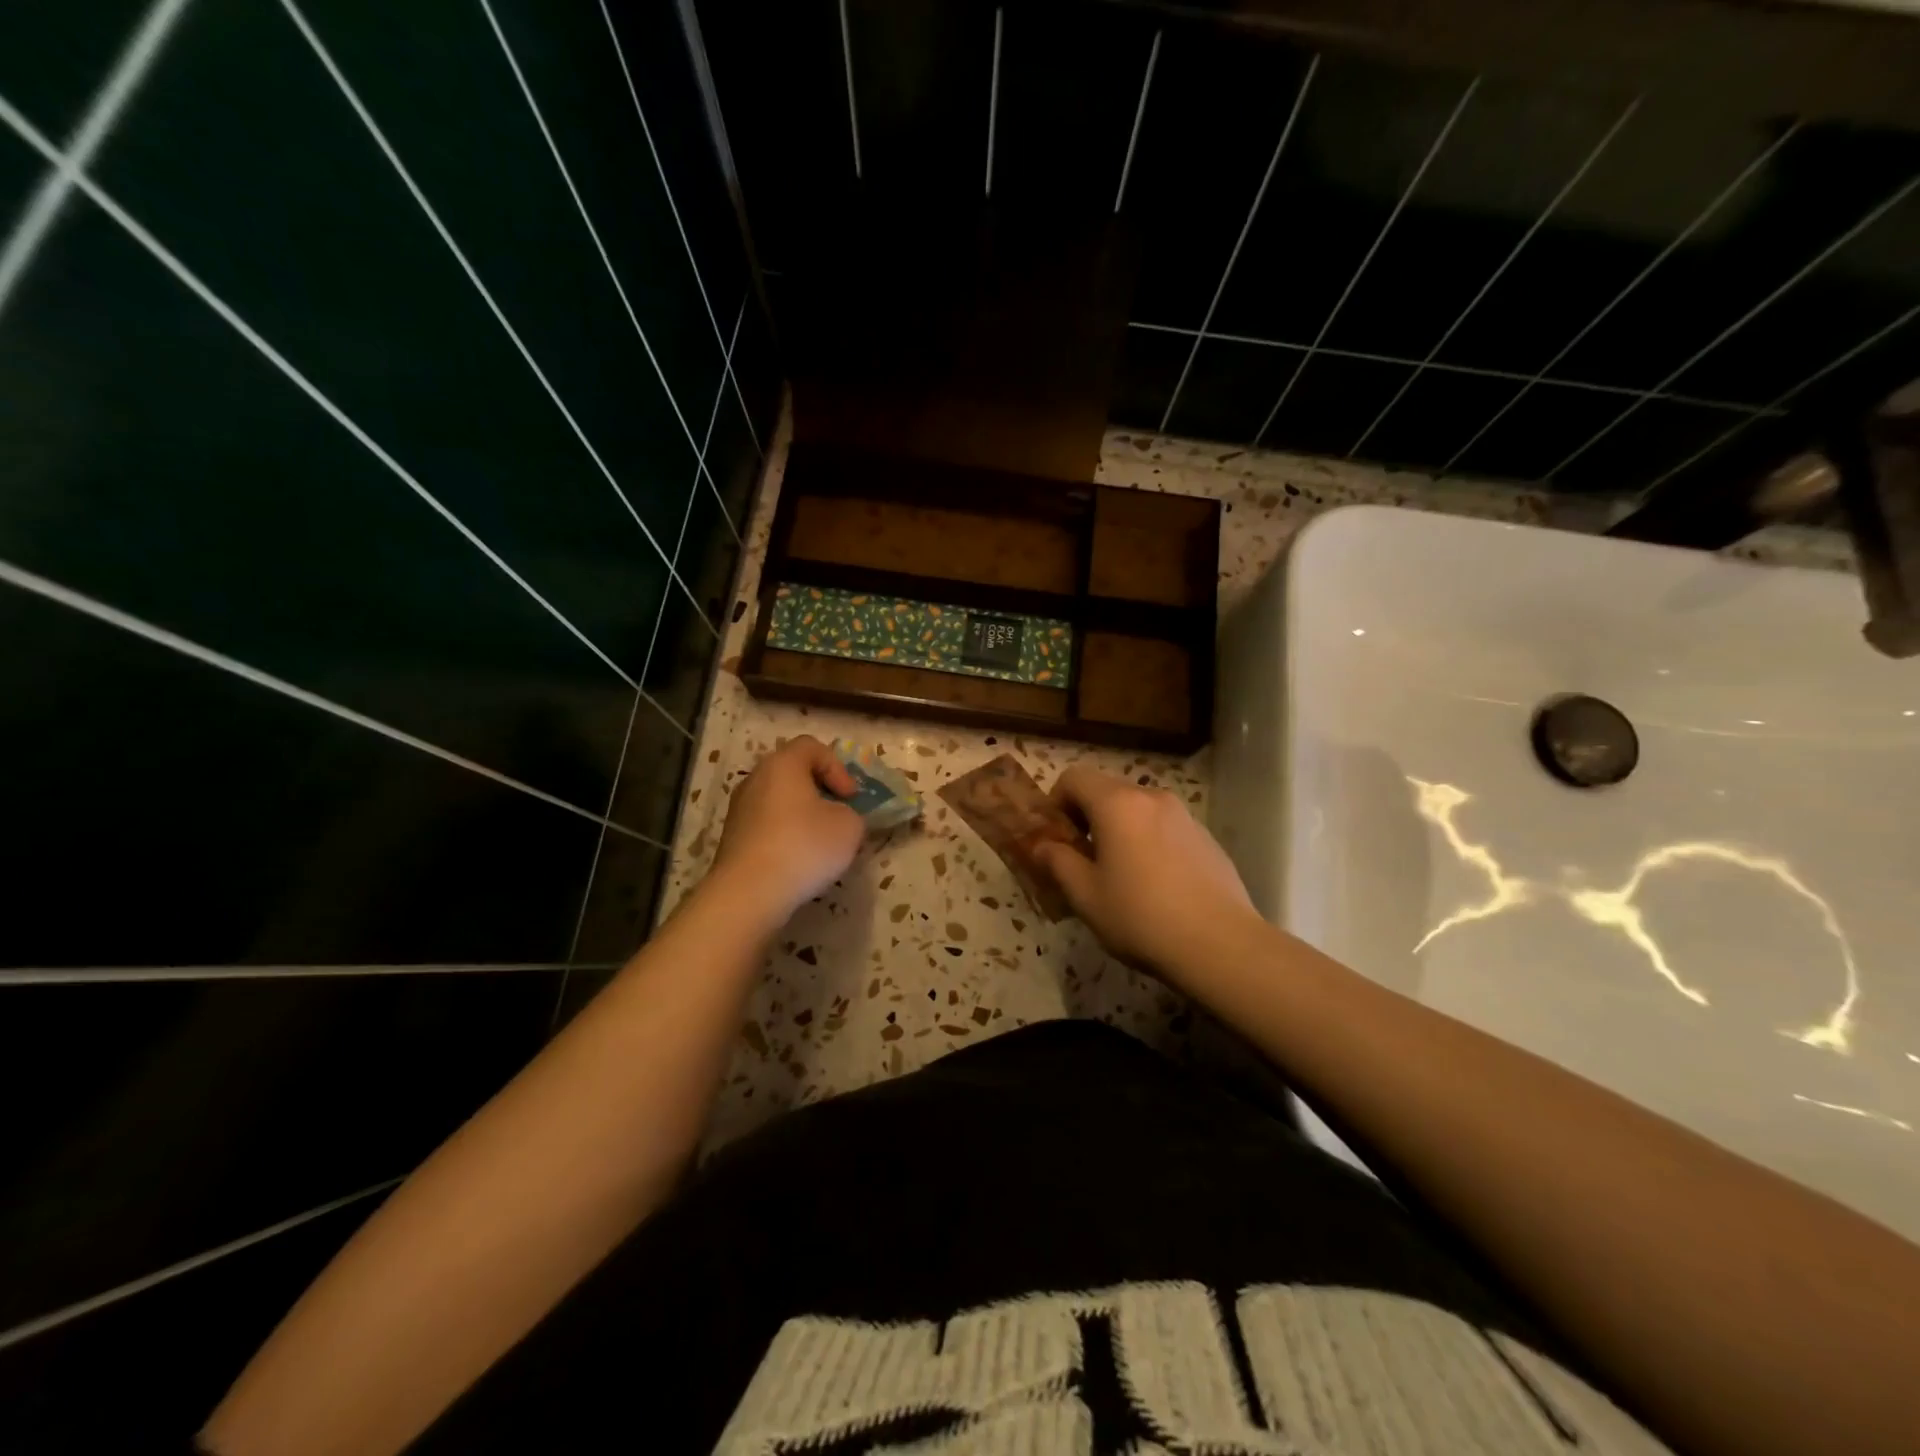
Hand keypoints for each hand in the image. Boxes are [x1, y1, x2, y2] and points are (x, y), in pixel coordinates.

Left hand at [708, 736, 864, 928]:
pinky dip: (785, 834)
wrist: (749, 893)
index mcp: (783, 764)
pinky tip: (798, 860)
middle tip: (839, 815)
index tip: (850, 797)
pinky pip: (767, 825)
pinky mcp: (733, 838)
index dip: (837, 767)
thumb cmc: (804, 846)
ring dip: (803, 815)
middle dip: (820, 791)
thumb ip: (851, 813)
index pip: (812, 747)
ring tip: (820, 843)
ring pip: (779, 801)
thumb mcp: (849, 826)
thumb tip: (838, 818)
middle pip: (793, 773)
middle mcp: (756, 779)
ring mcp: (739, 809)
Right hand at [1033, 766, 1257, 983]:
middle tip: (1082, 859)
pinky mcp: (1206, 838)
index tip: (1056, 838)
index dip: (1056, 801)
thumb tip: (1042, 847)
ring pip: (1138, 810)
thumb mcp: (1086, 896)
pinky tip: (1156, 885)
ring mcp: (1184, 816)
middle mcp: (1152, 797)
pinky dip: (1149, 842)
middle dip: (1087, 817)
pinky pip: (1164, 828)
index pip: (1074, 777)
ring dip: (1119, 830)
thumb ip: (1058, 863)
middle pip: (1107, 790)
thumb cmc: (1141, 917)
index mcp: (1117, 804)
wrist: (1221, 945)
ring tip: (1120, 875)